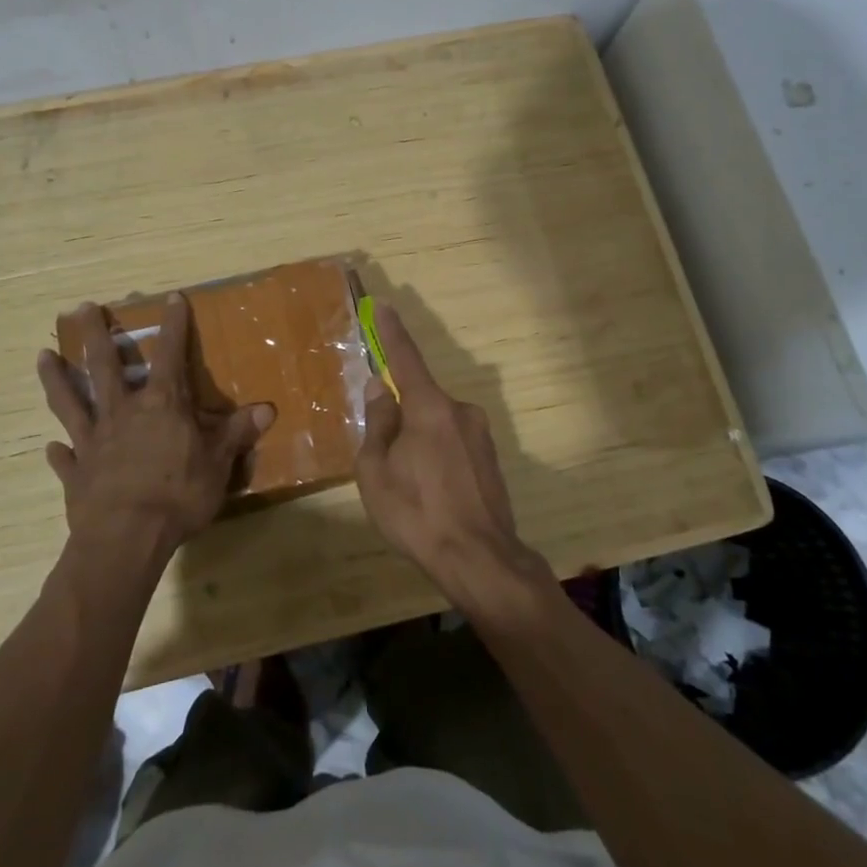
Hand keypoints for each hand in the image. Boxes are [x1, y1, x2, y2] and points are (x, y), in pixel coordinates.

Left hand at [38, 295, 272, 552]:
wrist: (126, 539)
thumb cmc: (178, 495)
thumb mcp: (218, 463)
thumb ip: (237, 433)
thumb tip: (267, 408)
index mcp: (161, 405)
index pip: (170, 354)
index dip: (173, 325)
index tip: (171, 298)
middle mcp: (122, 413)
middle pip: (104, 366)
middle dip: (96, 335)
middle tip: (81, 308)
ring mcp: (93, 441)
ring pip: (70, 401)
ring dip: (56, 378)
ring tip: (42, 355)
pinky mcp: (77, 473)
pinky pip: (65, 458)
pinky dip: (58, 451)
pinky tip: (50, 447)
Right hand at [355, 303, 545, 602]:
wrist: (480, 560)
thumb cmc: (417, 513)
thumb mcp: (376, 470)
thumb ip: (378, 424)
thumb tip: (380, 390)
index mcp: (430, 408)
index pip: (406, 359)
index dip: (392, 333)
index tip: (385, 307)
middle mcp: (460, 411)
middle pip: (419, 400)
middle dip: (399, 418)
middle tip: (383, 459)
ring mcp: (480, 435)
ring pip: (436, 426)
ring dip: (418, 443)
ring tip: (408, 489)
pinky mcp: (490, 459)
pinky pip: (453, 445)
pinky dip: (437, 459)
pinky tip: (432, 495)